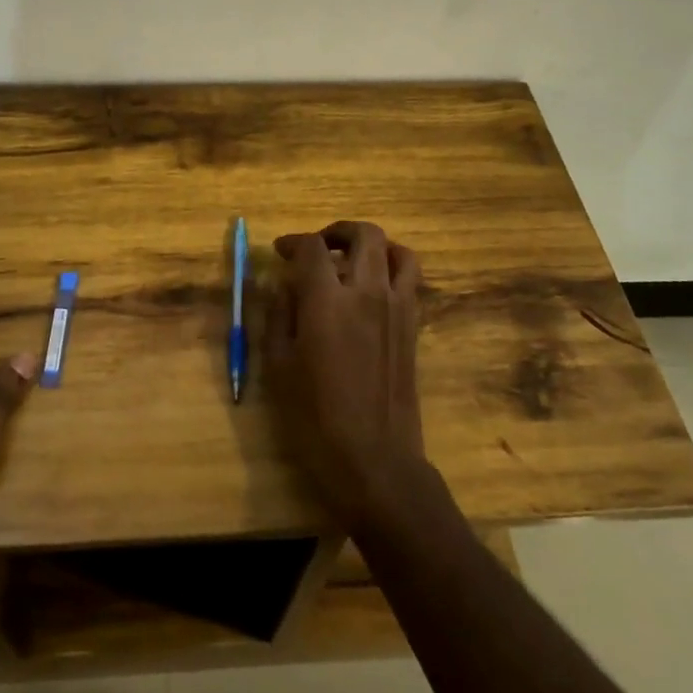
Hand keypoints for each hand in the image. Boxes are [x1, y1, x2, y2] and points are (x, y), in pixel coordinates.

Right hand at [267, 221, 425, 531]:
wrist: (375, 460)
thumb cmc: (315, 418)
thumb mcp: (279, 366)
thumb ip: (279, 315)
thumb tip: (283, 285)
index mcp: (327, 301)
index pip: (312, 249)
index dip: (294, 242)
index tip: (281, 250)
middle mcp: (367, 292)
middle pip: (364, 235)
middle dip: (338, 232)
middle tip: (319, 248)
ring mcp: (398, 308)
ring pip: (397, 251)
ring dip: (374, 246)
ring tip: (353, 261)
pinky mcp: (414, 327)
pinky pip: (410, 281)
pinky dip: (393, 270)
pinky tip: (372, 291)